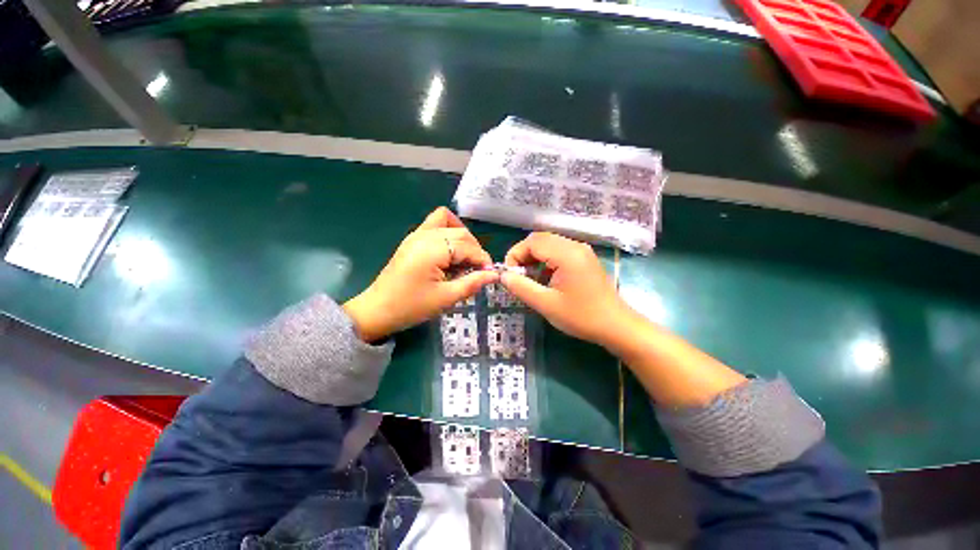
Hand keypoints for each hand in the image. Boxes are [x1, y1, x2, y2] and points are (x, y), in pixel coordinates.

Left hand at [344, 207, 497, 341]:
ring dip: (462, 237)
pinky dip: (448, 231)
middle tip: (477, 270)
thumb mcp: (446, 298)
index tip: (489, 274)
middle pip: (461, 232)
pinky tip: (450, 251)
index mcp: (433, 249)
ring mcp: (416, 234)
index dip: (482, 259)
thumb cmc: (412, 306)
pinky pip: (435, 224)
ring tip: (464, 258)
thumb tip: (494, 274)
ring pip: (449, 223)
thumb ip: (472, 283)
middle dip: (475, 249)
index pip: (467, 246)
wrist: (378, 310)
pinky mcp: (412, 238)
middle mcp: (425, 235)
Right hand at [501, 232, 636, 347]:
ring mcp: (581, 251)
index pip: (532, 241)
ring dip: (534, 258)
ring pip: (549, 244)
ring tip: (529, 279)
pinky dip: (546, 261)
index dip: (515, 255)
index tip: (510, 275)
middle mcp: (575, 246)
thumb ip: (521, 288)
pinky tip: (544, 279)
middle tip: (517, 277)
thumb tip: (503, 276)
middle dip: (523, 255)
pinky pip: (558, 251)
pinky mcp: (584, 259)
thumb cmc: (581, 317)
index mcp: (567, 254)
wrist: (616, 326)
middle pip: (540, 239)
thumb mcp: (546, 305)